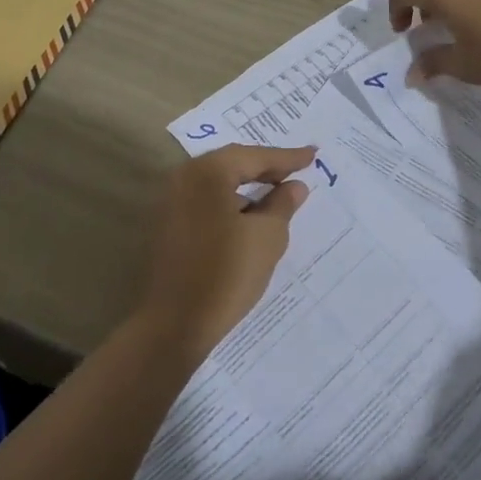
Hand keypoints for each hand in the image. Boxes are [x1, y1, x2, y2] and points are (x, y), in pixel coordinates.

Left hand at [135, 144, 314, 360]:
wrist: (174, 324)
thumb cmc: (226, 273)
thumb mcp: (267, 236)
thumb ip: (283, 204)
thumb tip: (294, 186)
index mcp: (207, 172)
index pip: (254, 156)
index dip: (287, 157)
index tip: (312, 155)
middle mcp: (184, 178)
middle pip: (232, 164)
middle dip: (265, 168)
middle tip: (296, 170)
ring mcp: (170, 202)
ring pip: (217, 183)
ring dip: (247, 187)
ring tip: (277, 193)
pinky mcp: (167, 226)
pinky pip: (206, 202)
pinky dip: (230, 203)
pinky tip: (249, 217)